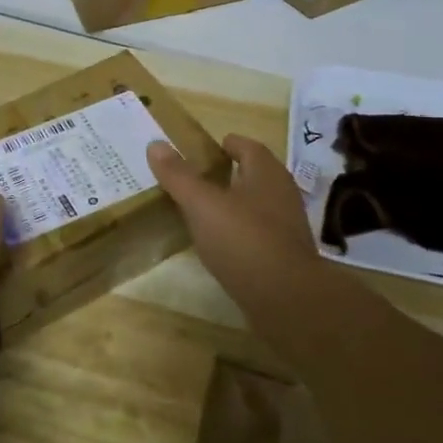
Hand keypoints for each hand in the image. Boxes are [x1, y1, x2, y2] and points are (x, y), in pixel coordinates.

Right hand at [147, 136, 322, 312]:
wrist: (285, 298)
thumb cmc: (243, 239)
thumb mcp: (202, 204)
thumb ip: (179, 175)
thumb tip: (155, 144)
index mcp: (267, 173)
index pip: (248, 146)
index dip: (227, 144)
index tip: (205, 148)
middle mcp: (282, 194)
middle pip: (254, 175)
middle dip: (228, 173)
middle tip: (195, 177)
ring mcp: (286, 226)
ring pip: (256, 205)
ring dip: (233, 203)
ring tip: (201, 210)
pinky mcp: (284, 255)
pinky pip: (257, 233)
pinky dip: (238, 231)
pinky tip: (218, 242)